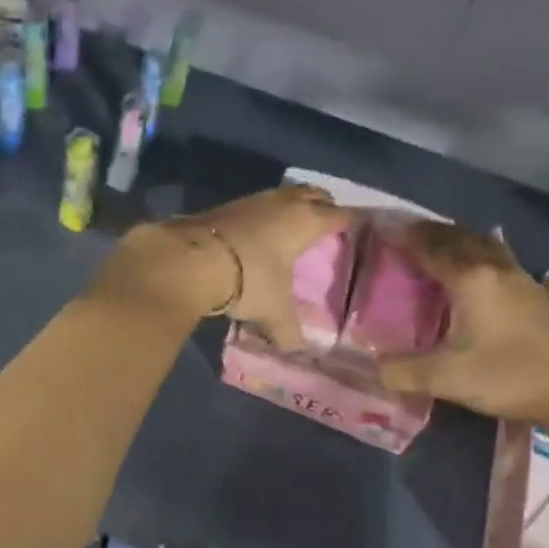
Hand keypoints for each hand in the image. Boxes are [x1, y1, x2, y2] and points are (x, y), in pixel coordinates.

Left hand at [92, 186, 349, 342]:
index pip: (339, 215)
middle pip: (313, 195)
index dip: (352, 222)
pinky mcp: (224, 206)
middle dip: (323, 205)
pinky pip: (256, 206)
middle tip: (328, 224)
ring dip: (290, 208)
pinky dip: (264, 217)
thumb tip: (299, 352)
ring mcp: (252, 200)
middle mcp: (282, 203)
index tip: (360, 230)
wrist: (189, 259)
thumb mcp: (273, 311)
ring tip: (293, 229)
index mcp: (305, 221)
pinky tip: (258, 235)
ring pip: (282, 197)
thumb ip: (289, 331)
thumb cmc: (247, 279)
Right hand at [376, 221, 548, 427]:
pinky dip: (476, 250)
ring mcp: (519, 278)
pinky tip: (475, 264)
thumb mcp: (447, 379)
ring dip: (455, 237)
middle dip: (428, 231)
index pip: (429, 249)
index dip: (402, 237)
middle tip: (402, 232)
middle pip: (457, 237)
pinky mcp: (534, 293)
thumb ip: (402, 371)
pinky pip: (497, 256)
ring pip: (482, 243)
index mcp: (471, 280)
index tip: (380, 228)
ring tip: (435, 241)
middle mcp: (495, 268)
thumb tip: (372, 366)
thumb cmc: (510, 378)